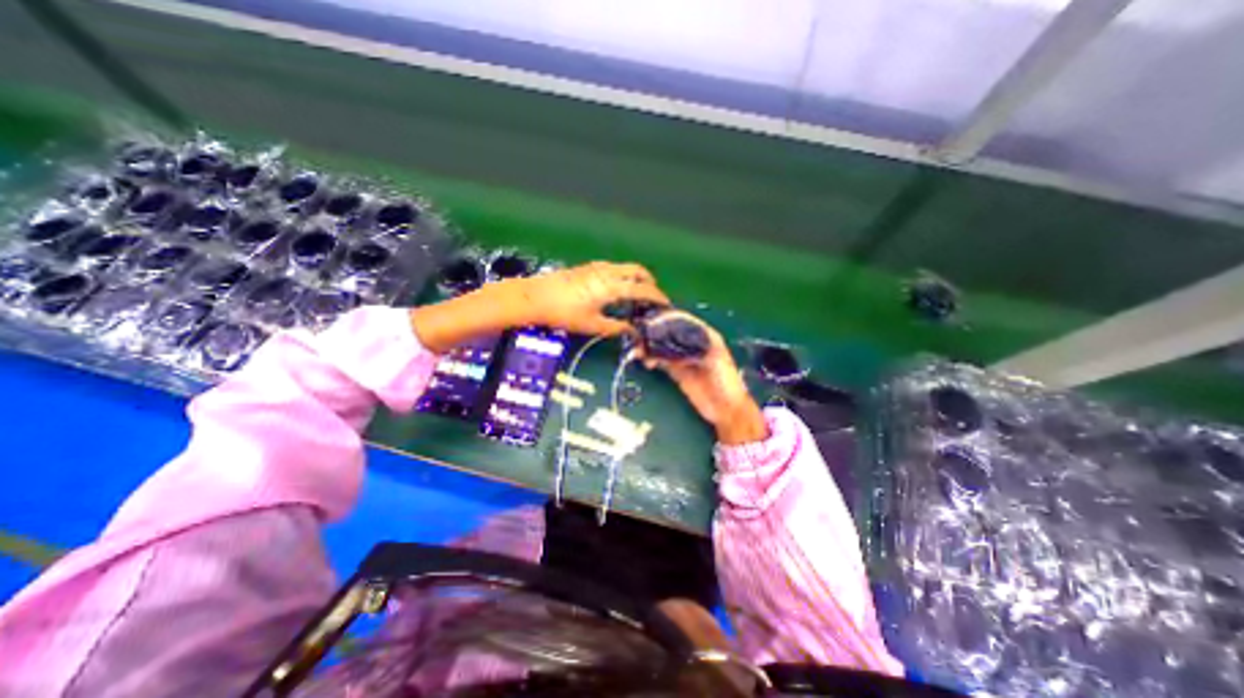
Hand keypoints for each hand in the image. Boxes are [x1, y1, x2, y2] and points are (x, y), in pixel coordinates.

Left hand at [504, 263, 671, 337]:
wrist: (535, 297)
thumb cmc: (564, 313)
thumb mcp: (592, 325)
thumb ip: (616, 327)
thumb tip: (632, 331)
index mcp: (612, 287)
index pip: (643, 289)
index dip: (657, 297)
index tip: (666, 305)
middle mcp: (608, 272)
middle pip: (638, 271)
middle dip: (650, 282)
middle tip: (653, 297)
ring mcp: (597, 267)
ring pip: (625, 267)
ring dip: (636, 277)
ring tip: (635, 294)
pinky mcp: (587, 267)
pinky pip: (613, 268)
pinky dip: (622, 275)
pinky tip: (615, 289)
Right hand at [641, 310, 768, 442]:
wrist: (726, 410)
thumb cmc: (727, 384)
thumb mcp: (717, 361)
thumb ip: (699, 347)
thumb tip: (678, 337)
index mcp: (706, 336)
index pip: (684, 321)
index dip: (668, 319)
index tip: (653, 322)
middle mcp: (693, 343)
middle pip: (670, 332)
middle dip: (655, 332)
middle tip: (641, 337)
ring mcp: (684, 357)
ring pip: (663, 346)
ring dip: (651, 346)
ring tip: (640, 351)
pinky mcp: (677, 371)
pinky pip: (661, 361)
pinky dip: (652, 359)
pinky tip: (647, 362)